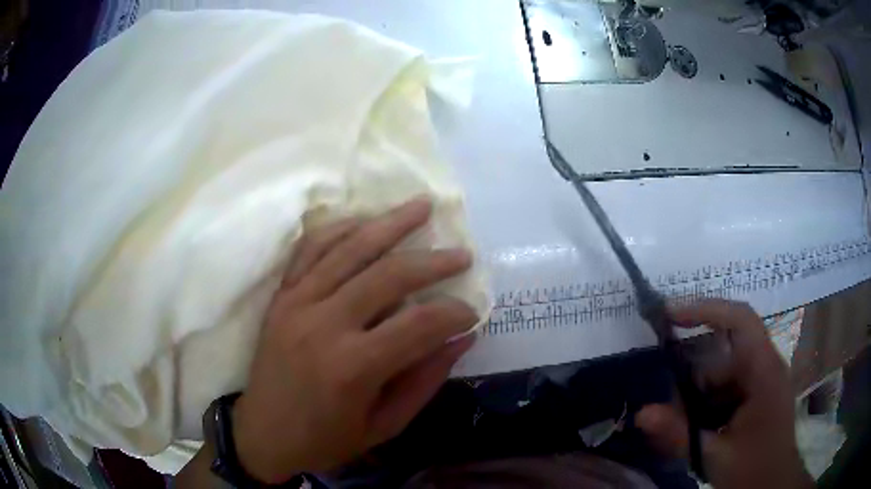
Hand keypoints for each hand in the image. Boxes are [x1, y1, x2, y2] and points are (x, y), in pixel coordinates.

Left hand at [233, 198, 478, 482]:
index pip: (418, 324)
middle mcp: (324, 325)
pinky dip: (340, 229)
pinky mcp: (281, 297)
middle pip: (388, 275)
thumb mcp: (385, 425)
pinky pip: (310, 249)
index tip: (471, 311)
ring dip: (390, 224)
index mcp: (353, 367)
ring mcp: (297, 304)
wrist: (262, 434)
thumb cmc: (325, 440)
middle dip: (432, 261)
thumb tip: (462, 338)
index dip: (453, 313)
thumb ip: (425, 380)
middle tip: (462, 254)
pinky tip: (365, 220)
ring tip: (421, 206)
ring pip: (349, 249)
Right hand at [635, 299, 812, 488]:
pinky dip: (709, 405)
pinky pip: (729, 390)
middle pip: (725, 354)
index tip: (670, 314)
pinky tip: (697, 430)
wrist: (774, 486)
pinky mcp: (758, 397)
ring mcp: (763, 383)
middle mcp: (766, 368)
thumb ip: (679, 435)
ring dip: (700, 396)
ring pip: (724, 375)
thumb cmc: (753, 470)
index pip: (739, 320)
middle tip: (665, 401)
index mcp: (764, 371)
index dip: (706, 309)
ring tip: (679, 425)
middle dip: (694, 375)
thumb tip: (641, 413)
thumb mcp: (715, 456)